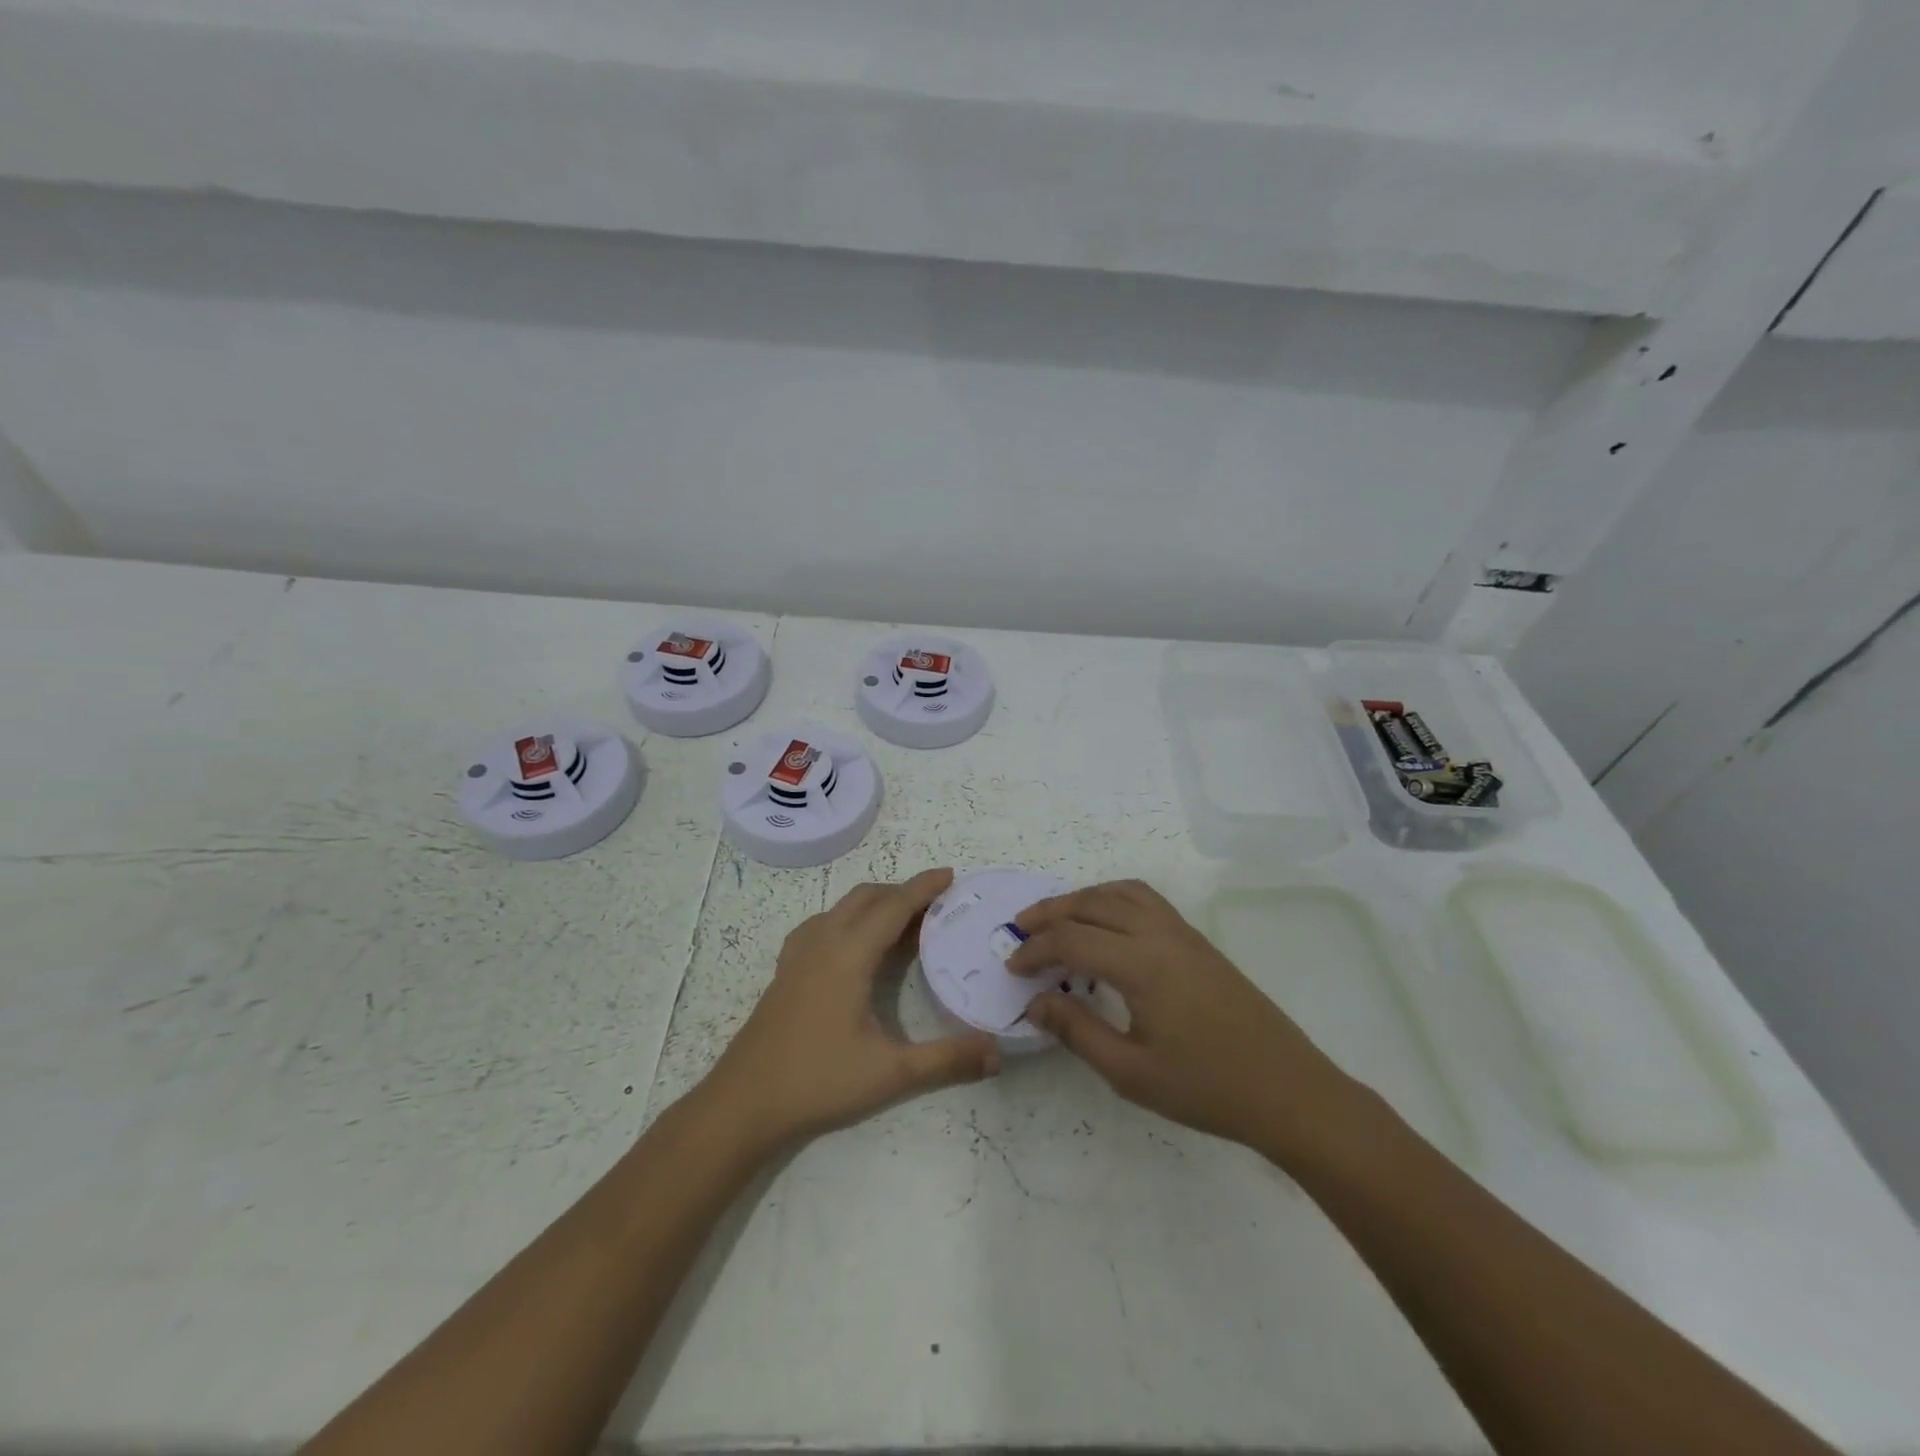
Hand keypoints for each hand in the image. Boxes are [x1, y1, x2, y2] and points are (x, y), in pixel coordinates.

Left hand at [697, 868, 999, 1152]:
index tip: (950, 875)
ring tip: (902, 925)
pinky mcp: (786, 970)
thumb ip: (947, 1060)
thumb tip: (997, 1053)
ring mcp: (799, 954)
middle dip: (902, 892)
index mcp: (849, 954)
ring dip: (875, 905)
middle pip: (867, 897)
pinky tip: (856, 947)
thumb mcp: (891, 1073)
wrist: (743, 1102)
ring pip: (842, 908)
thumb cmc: (818, 1080)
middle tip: (936, 906)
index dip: (923, 888)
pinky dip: (850, 919)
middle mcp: (823, 941)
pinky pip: (823, 924)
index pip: (893, 906)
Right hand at [1009, 879, 1359, 1162]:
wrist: (1288, 1090)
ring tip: (1057, 919)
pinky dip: (1113, 899)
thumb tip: (1034, 1003)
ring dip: (1083, 898)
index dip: (1035, 950)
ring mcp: (1183, 933)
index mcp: (1141, 964)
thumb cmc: (1207, 1088)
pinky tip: (1106, 926)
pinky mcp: (1197, 941)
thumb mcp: (1131, 1073)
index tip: (1012, 968)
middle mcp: (1160, 934)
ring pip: (1121, 891)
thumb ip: (1077, 1032)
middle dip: (1050, 912)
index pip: (1072, 939)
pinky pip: (1146, 900)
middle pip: (1092, 903)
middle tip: (1020, 929)